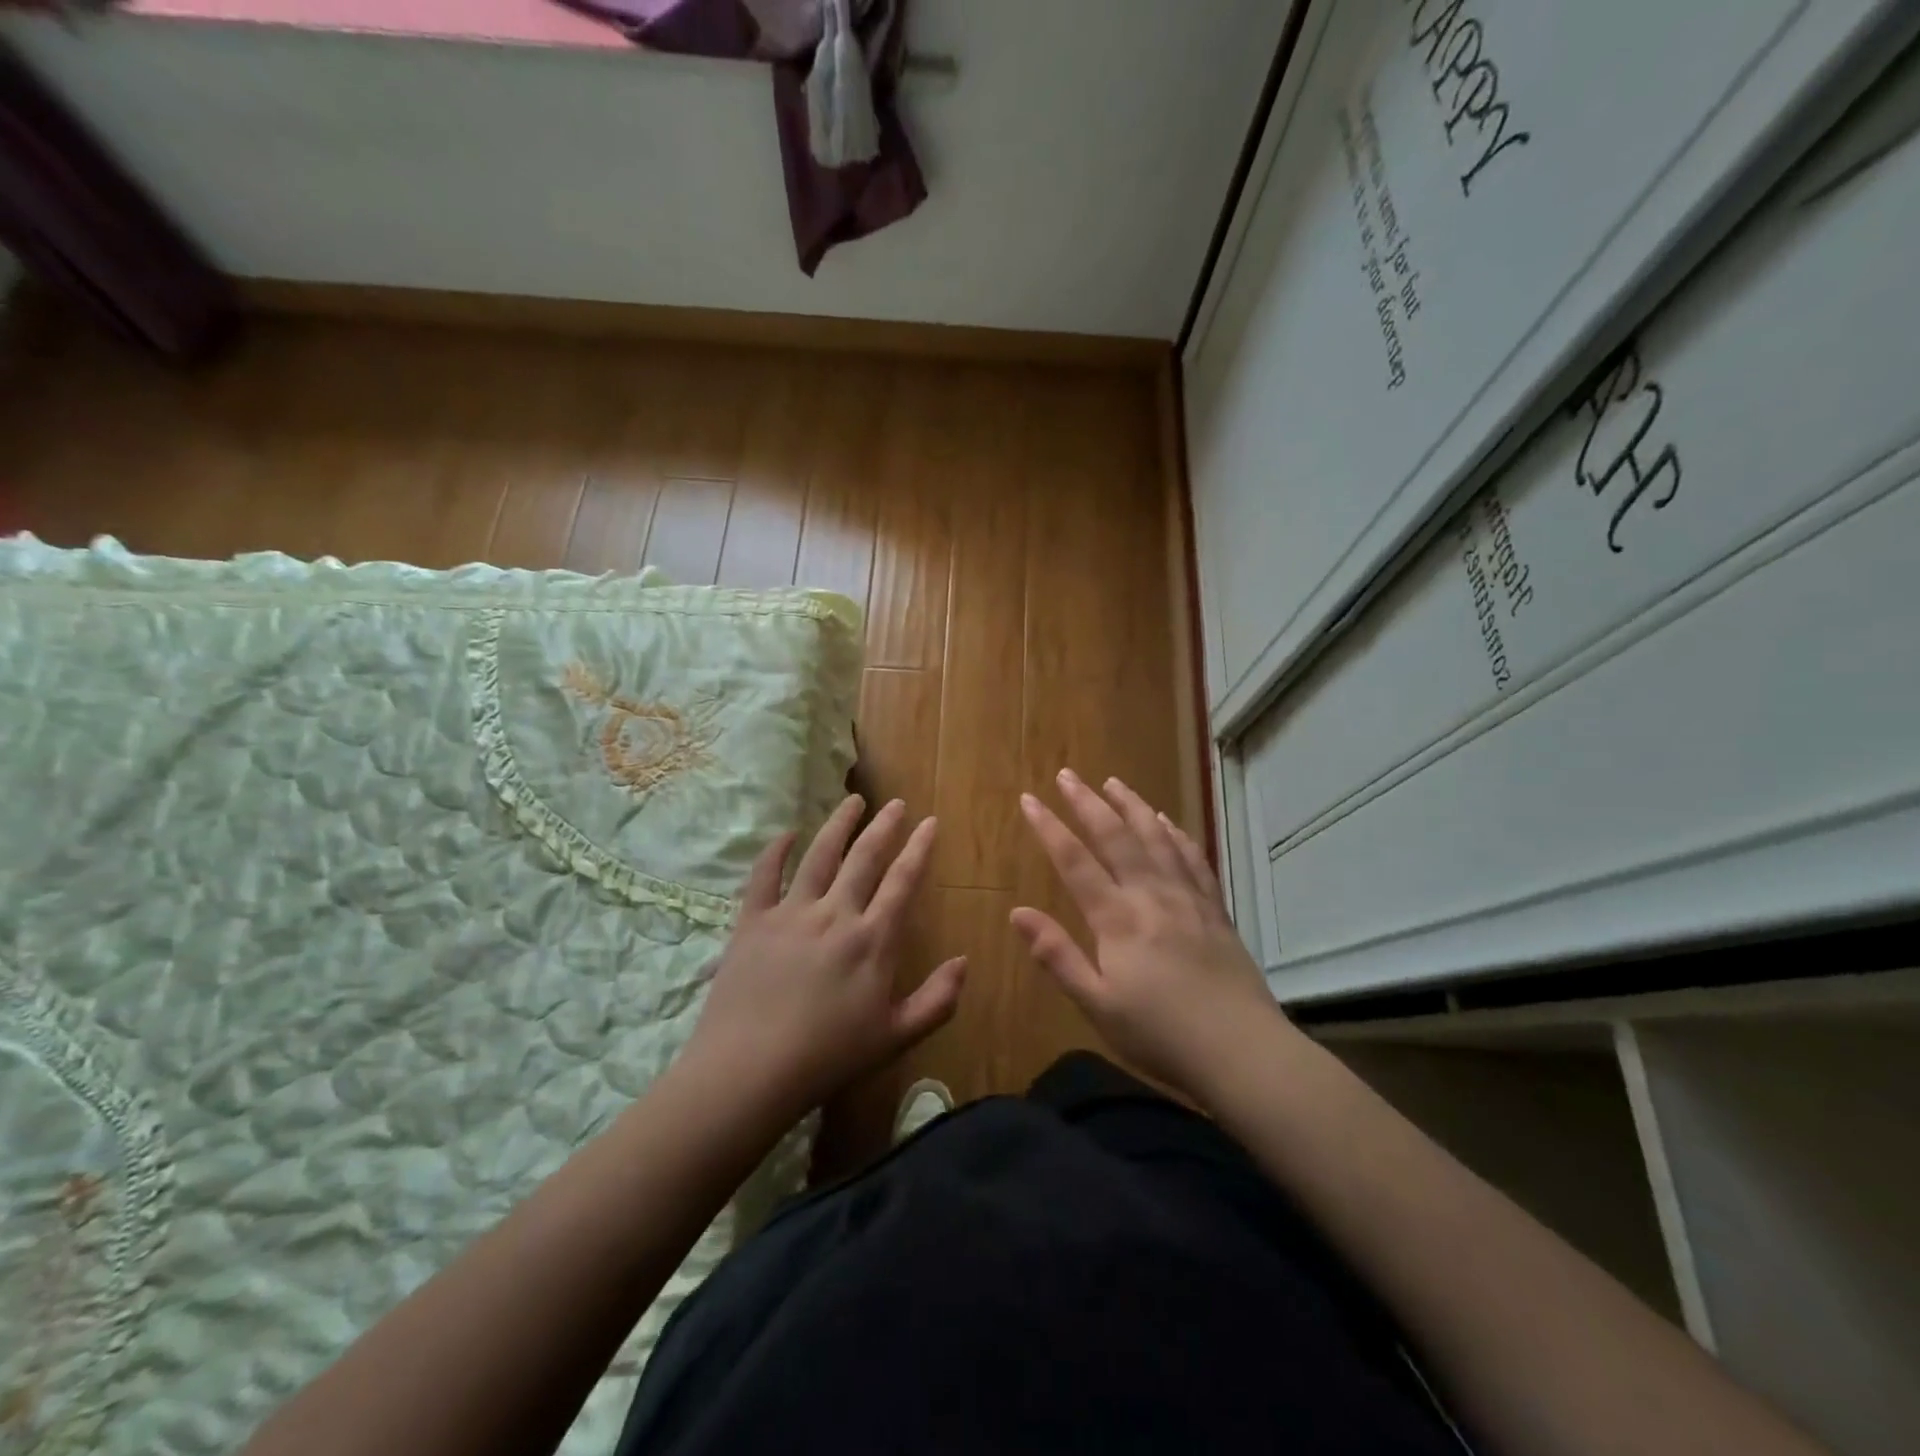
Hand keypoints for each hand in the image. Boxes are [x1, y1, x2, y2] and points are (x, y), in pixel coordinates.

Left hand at [687, 795, 966, 1119]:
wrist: (750, 1072)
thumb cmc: (829, 1058)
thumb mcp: (896, 1037)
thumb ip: (937, 1000)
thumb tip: (964, 961)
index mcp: (873, 939)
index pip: (902, 881)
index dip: (919, 848)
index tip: (929, 822)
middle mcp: (835, 914)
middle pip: (864, 858)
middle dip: (884, 826)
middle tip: (897, 803)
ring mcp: (791, 913)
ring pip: (819, 855)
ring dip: (839, 824)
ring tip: (853, 800)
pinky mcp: (752, 921)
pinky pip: (764, 876)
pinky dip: (777, 850)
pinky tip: (788, 833)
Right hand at [1012, 769, 1283, 1101]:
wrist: (1242, 1051)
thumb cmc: (1160, 1035)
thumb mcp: (1097, 1004)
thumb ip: (1057, 955)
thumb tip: (1017, 912)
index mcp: (1117, 919)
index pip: (1075, 861)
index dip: (1049, 827)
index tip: (1029, 799)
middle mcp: (1151, 896)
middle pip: (1116, 837)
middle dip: (1088, 803)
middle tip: (1067, 775)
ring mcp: (1188, 899)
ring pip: (1156, 839)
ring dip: (1132, 806)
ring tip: (1114, 783)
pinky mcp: (1214, 910)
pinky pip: (1194, 859)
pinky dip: (1177, 835)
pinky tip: (1169, 822)